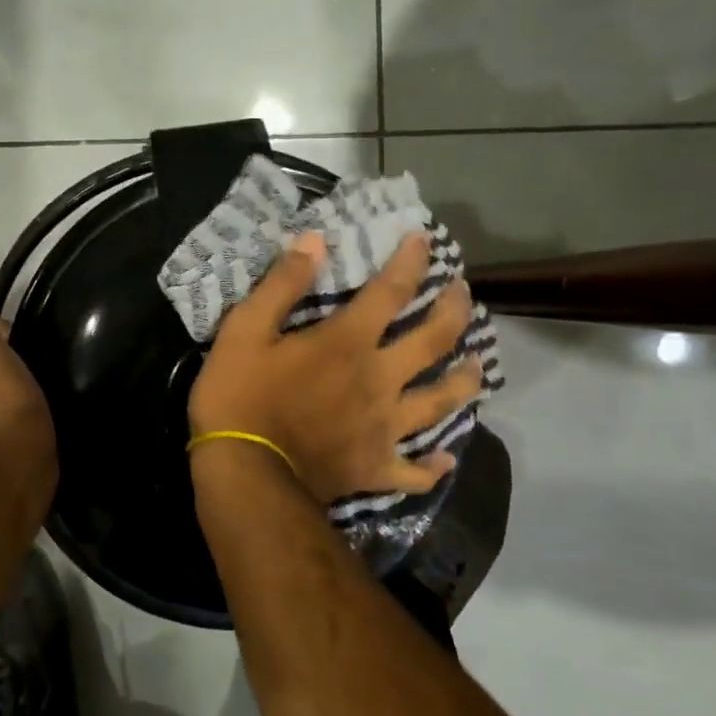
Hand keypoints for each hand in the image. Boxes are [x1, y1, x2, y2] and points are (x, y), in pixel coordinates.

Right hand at [187, 234, 478, 505]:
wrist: (244, 475)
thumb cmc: (240, 397)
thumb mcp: (245, 330)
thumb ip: (282, 284)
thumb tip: (316, 241)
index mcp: (348, 343)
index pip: (391, 291)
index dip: (411, 261)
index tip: (424, 240)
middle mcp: (380, 380)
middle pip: (433, 341)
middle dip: (454, 311)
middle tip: (463, 293)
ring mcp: (384, 428)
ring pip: (440, 402)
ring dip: (463, 381)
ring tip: (476, 365)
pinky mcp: (376, 469)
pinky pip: (415, 471)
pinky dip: (432, 467)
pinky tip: (443, 460)